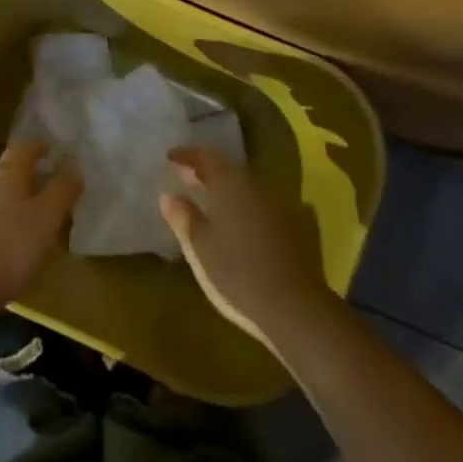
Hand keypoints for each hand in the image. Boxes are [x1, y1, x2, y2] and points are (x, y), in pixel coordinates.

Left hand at [0, 143, 82, 321]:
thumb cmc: (8, 247)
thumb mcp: (47, 219)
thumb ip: (62, 192)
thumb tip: (73, 171)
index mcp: (6, 174)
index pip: (23, 148)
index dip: (37, 147)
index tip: (49, 150)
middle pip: (3, 171)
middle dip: (21, 178)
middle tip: (39, 192)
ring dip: (2, 202)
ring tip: (18, 222)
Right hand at [161, 146, 335, 350]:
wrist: (294, 307)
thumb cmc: (236, 272)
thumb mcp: (198, 246)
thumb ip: (182, 216)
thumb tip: (168, 195)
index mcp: (231, 183)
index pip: (206, 155)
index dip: (186, 155)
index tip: (169, 158)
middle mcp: (257, 185)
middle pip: (228, 169)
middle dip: (205, 172)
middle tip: (184, 178)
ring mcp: (279, 205)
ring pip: (246, 187)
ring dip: (225, 190)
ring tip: (206, 201)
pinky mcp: (293, 227)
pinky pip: (261, 205)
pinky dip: (243, 206)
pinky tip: (237, 222)